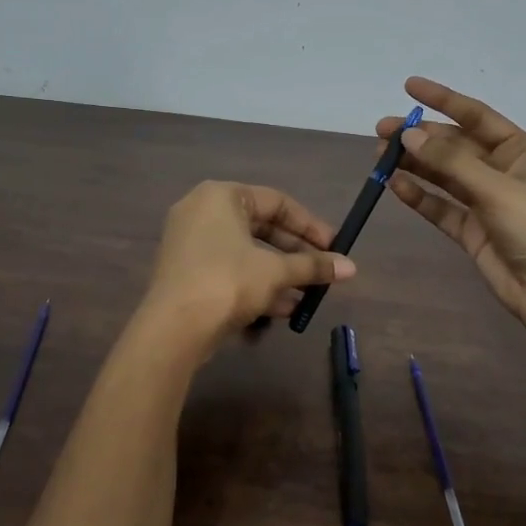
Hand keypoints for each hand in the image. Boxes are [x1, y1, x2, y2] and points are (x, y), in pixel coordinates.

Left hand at [141, 181, 354, 347]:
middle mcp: (202, 212)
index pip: (277, 202)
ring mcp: (190, 243)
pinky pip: (229, 270)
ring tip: (308, 295)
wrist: (173, 328)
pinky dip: (256, 284)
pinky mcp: (186, 272)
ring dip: (280, 274)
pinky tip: (282, 309)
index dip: (310, 225)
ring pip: (246, 253)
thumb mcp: (275, 272)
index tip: (334, 247)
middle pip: (261, 227)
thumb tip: (351, 268)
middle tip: (323, 270)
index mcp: (221, 196)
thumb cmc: (227, 282)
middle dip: (295, 253)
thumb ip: (313, 266)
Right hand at [377, 77, 525, 364]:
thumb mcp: (495, 188)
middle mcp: (502, 171)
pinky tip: (395, 186)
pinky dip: (419, 196)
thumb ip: (449, 162)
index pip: (476, 115)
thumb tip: (408, 134)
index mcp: (520, 151)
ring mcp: (485, 201)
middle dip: (420, 137)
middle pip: (454, 146)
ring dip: (415, 165)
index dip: (443, 99)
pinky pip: (441, 206)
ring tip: (380, 157)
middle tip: (382, 131)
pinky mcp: (472, 230)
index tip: (408, 87)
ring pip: (443, 176)